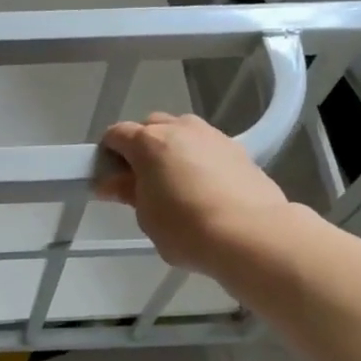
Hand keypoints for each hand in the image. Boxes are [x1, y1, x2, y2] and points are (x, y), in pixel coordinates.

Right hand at [96, 112, 290, 276]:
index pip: (116, 134)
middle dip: (141, 146)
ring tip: (175, 182)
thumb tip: (110, 183)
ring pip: (182, 132)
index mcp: (149, 141)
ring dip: (172, 149)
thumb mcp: (146, 216)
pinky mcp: (238, 149)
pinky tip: (203, 187)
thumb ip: (128, 193)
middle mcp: (180, 128)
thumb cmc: (186, 228)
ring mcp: (212, 135)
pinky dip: (198, 158)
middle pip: (150, 126)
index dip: (108, 154)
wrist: (252, 235)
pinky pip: (207, 146)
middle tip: (141, 180)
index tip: (110, 178)